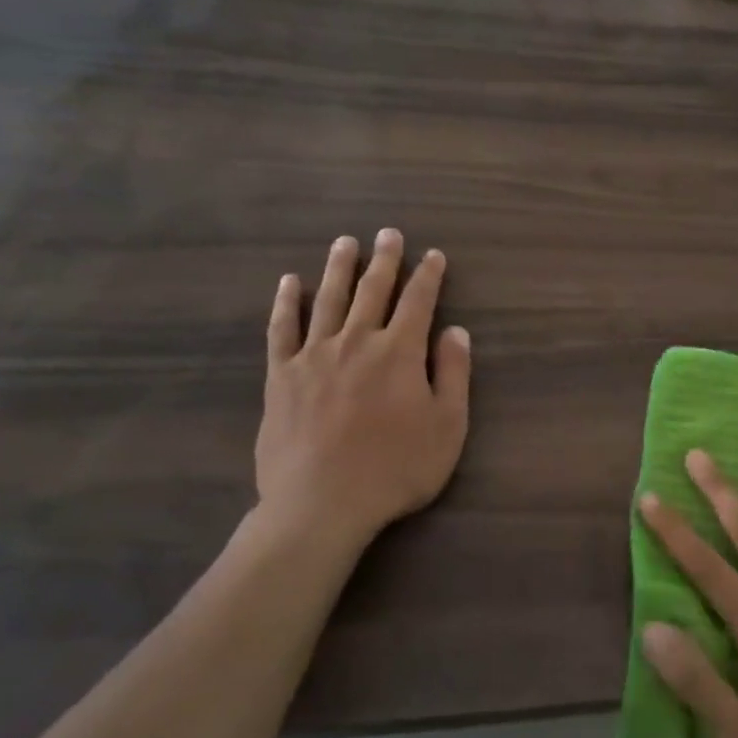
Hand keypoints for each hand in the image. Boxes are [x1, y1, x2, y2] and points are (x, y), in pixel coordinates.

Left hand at [256, 228, 471, 551]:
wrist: (322, 503)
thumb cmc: (395, 469)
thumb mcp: (447, 427)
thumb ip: (454, 374)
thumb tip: (456, 332)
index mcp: (400, 352)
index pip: (419, 302)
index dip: (429, 276)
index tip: (433, 255)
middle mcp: (357, 341)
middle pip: (373, 290)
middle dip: (385, 260)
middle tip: (389, 233)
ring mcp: (314, 355)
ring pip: (328, 299)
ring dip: (339, 267)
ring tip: (345, 242)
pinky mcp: (282, 375)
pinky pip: (283, 328)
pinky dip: (286, 302)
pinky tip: (289, 283)